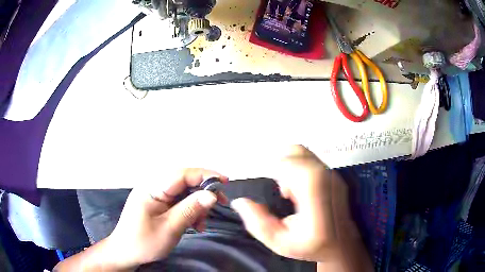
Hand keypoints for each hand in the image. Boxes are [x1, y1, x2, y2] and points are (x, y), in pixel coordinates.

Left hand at [105, 168, 228, 268]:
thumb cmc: (143, 242)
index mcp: (152, 188)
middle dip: (203, 193)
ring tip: (202, 223)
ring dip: (197, 205)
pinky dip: (190, 211)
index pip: (181, 174)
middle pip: (184, 182)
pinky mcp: (158, 204)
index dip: (204, 175)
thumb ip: (190, 209)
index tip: (224, 182)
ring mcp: (156, 196)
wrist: (126, 252)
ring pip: (184, 193)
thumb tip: (211, 195)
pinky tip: (195, 225)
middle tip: (219, 204)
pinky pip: (179, 202)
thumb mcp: (169, 228)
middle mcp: (154, 187)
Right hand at [231, 145, 338, 261]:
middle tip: (278, 189)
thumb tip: (240, 202)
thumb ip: (257, 223)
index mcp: (314, 198)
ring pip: (304, 153)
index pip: (294, 165)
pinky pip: (310, 160)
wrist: (341, 244)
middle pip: (297, 152)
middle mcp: (326, 180)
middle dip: (279, 165)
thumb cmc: (312, 246)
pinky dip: (298, 168)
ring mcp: (332, 176)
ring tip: (288, 191)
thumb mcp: (279, 243)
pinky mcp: (334, 175)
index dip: (275, 168)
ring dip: (289, 165)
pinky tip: (298, 190)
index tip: (267, 183)